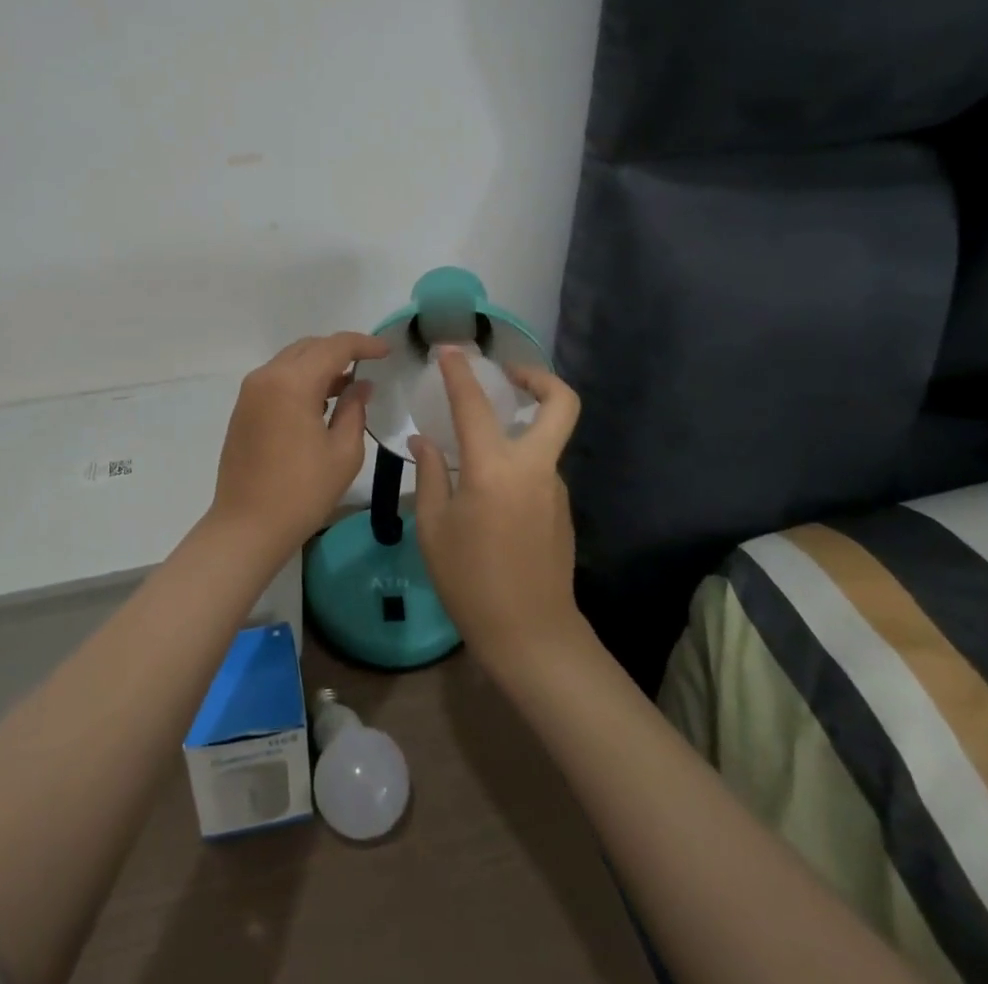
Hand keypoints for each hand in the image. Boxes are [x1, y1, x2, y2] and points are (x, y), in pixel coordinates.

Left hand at [211, 331, 388, 557]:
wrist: (247, 527)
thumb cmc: (302, 492)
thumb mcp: (343, 452)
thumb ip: (354, 409)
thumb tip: (360, 385)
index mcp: (292, 382)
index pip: (334, 347)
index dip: (363, 344)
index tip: (386, 351)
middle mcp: (267, 376)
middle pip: (309, 347)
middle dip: (340, 351)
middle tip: (369, 365)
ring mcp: (250, 392)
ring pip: (291, 361)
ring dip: (320, 365)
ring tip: (349, 384)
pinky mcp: (244, 409)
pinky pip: (277, 379)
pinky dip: (301, 380)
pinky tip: (321, 401)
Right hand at [412, 352, 585, 676]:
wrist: (532, 636)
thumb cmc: (470, 582)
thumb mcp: (433, 528)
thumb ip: (431, 476)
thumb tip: (425, 441)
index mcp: (494, 469)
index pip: (474, 403)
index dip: (460, 371)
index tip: (449, 351)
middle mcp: (533, 467)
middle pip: (560, 403)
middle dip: (539, 377)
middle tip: (508, 376)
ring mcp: (555, 487)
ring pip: (548, 437)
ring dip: (523, 425)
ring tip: (480, 441)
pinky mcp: (562, 507)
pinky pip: (539, 468)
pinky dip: (519, 460)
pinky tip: (490, 487)